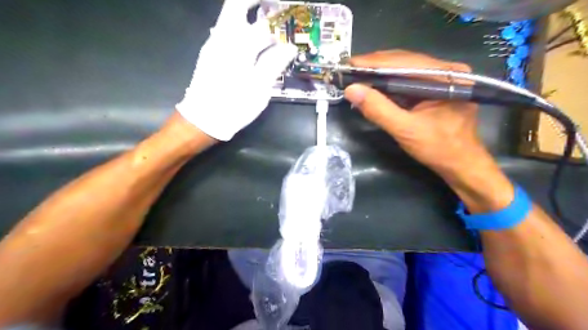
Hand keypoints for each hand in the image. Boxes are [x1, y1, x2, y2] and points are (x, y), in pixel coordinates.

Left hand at [173, 0, 293, 140]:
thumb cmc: (234, 105)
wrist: (203, 118)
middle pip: (236, 5)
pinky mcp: (210, 52)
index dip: (279, 21)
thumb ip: (274, 63)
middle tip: (273, 6)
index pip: (262, 24)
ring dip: (249, 13)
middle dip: (255, 2)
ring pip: (230, 16)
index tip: (290, 19)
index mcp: (239, 46)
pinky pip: (226, 29)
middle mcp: (223, 37)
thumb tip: (290, 47)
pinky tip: (253, 39)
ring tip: (268, 21)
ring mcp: (214, 43)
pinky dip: (241, 26)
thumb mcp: (259, 88)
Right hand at [345, 50, 515, 211]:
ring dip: (380, 75)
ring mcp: (441, 80)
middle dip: (375, 66)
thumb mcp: (405, 130)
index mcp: (446, 76)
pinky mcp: (434, 90)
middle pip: (404, 62)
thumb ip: (378, 109)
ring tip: (357, 77)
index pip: (404, 61)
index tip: (349, 64)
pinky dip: (388, 85)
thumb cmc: (438, 149)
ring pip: (404, 70)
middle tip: (349, 70)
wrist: (460, 165)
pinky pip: (407, 82)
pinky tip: (374, 88)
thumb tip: (351, 90)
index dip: (374, 62)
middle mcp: (446, 71)